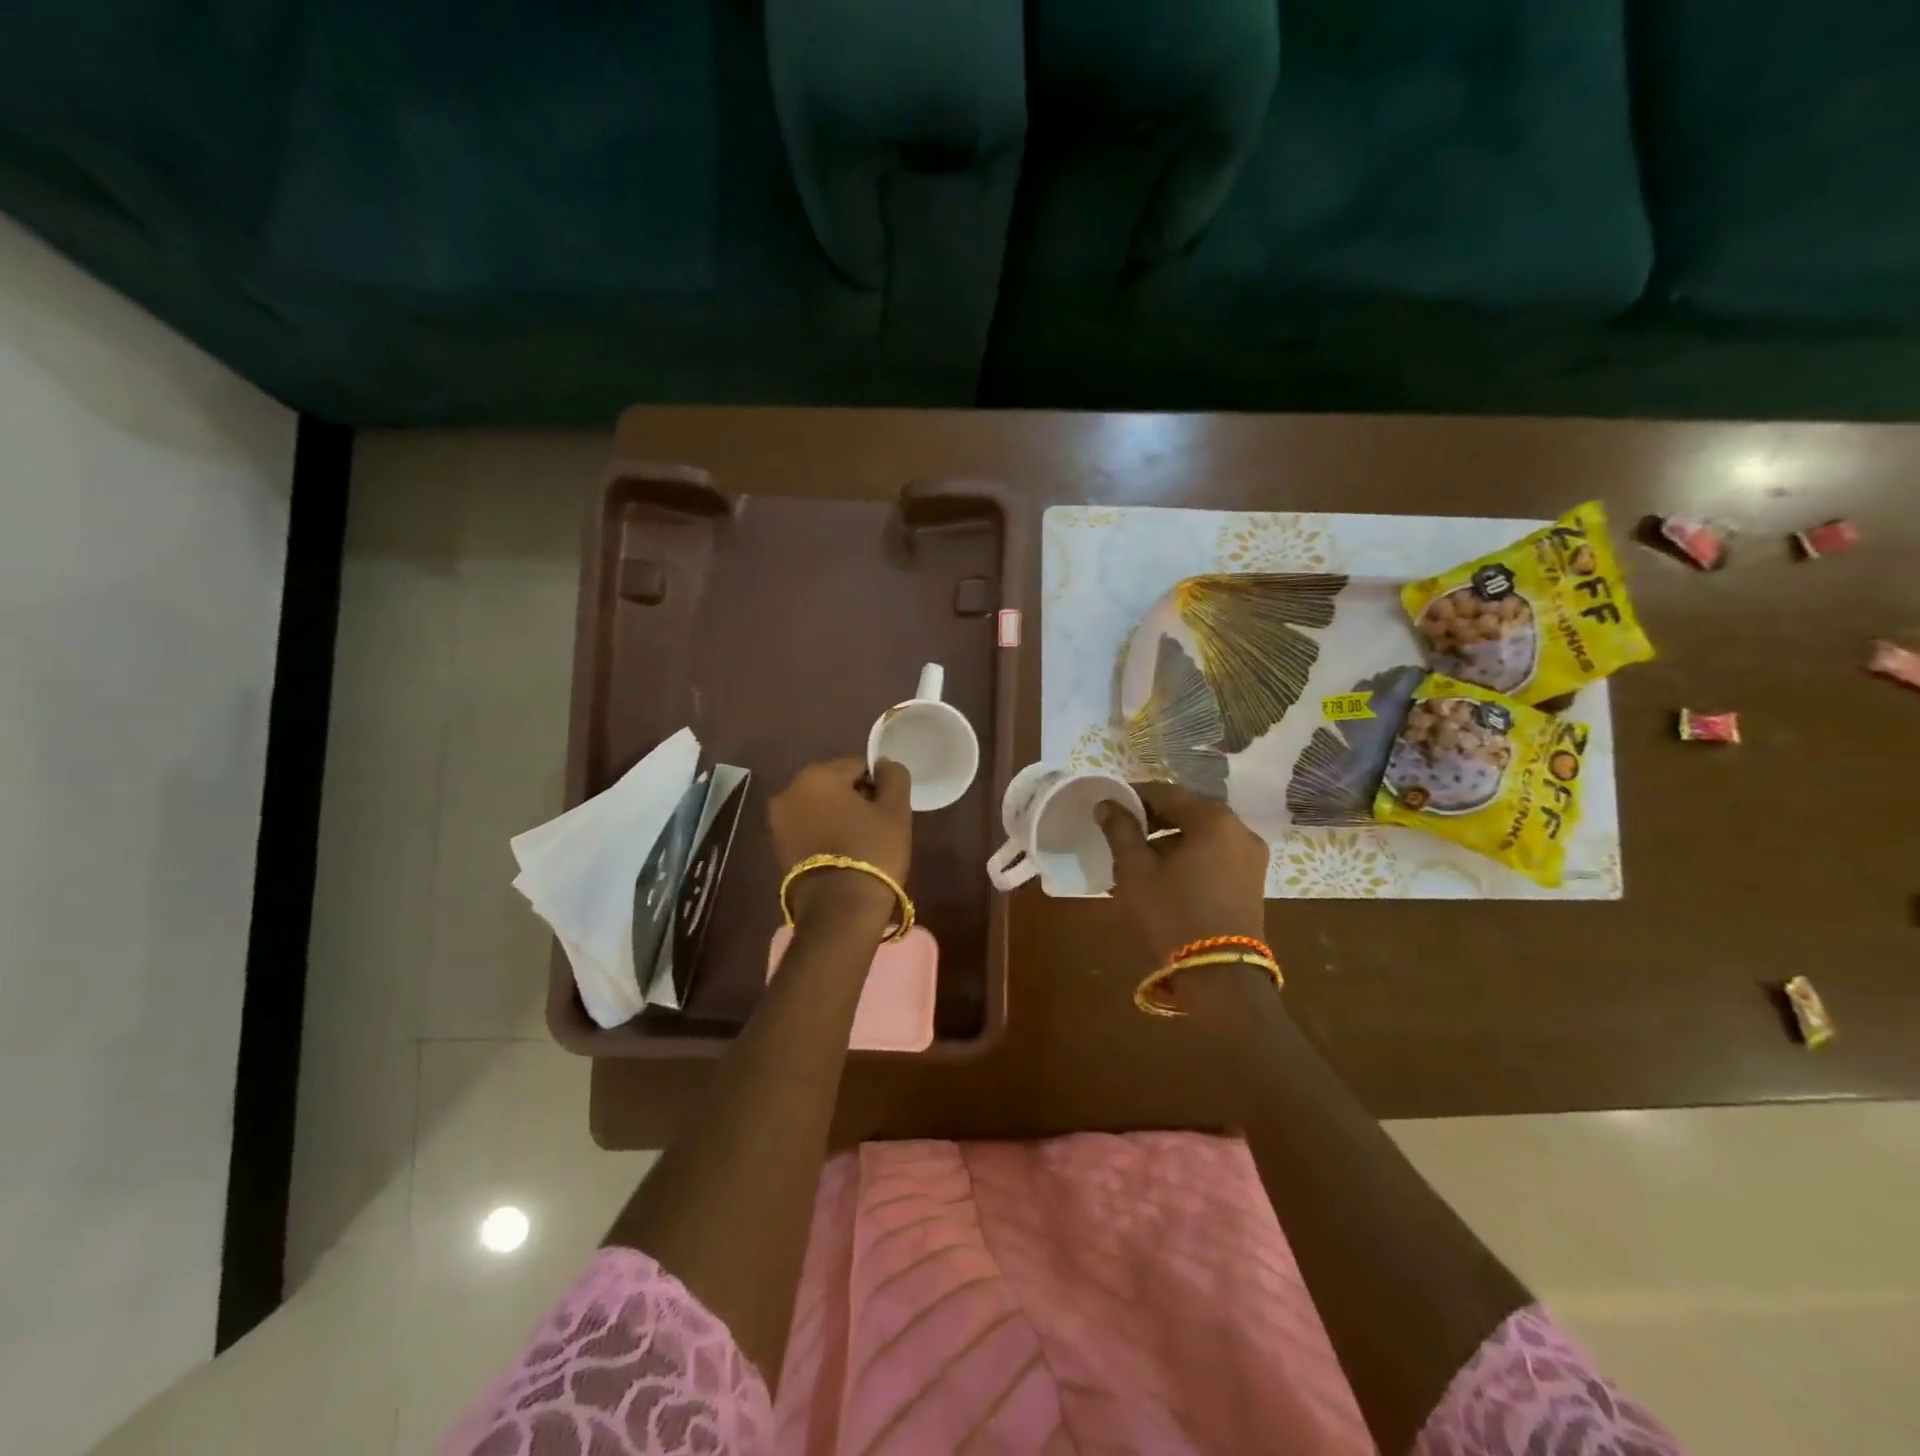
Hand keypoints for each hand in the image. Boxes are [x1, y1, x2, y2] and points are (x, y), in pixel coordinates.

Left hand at [768, 757, 911, 927]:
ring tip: (859, 842)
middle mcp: (789, 790)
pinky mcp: (776, 846)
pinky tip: (841, 853)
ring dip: (837, 816)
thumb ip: (894, 777)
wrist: (839, 910)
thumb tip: (884, 764)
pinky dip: (823, 833)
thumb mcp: (895, 810)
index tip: (888, 810)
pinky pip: (806, 827)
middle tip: (876, 826)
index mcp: (817, 775)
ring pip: (818, 806)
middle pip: (834, 784)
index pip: (857, 766)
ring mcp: (778, 820)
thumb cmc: (872, 852)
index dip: (877, 785)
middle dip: (854, 798)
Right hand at [1097, 783, 1268, 963]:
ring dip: (1173, 837)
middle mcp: (1240, 830)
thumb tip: (1107, 805)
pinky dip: (1192, 854)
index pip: (1167, 792)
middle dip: (1155, 817)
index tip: (1112, 805)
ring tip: (1142, 856)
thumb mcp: (1136, 870)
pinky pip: (1217, 853)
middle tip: (1124, 830)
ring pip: (1204, 833)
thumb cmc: (1172, 914)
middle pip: (1189, 810)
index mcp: (1213, 819)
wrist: (1220, 977)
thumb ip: (1121, 830)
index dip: (1136, 795)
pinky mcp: (1253, 881)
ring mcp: (1252, 857)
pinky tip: (1168, 873)